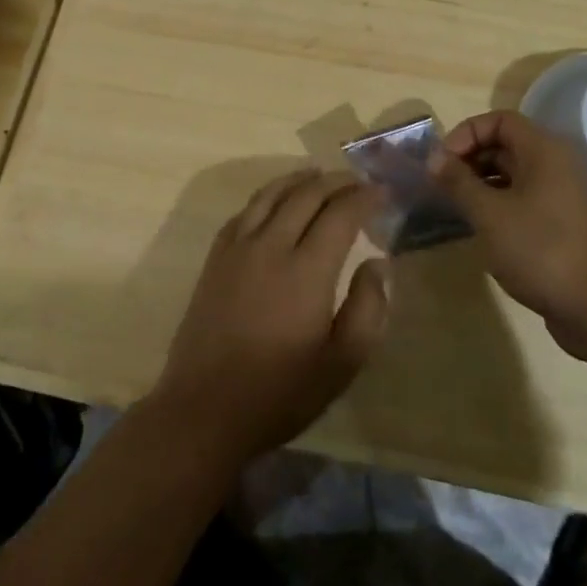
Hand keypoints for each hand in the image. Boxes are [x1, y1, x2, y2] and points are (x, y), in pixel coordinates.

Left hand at [151, 169, 391, 467]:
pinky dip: (266, 196)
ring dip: (299, 180)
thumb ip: (368, 309)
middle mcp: (271, 246)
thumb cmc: (280, 393)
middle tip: (357, 181)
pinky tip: (274, 202)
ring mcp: (237, 249)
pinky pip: (244, 212)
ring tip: (319, 175)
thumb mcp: (342, 364)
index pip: (340, 214)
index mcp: (306, 270)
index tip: (382, 192)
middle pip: (306, 195)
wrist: (205, 409)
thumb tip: (378, 263)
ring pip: (271, 195)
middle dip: (336, 182)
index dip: (363, 197)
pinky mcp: (215, 259)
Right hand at [430, 110, 586, 351]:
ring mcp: (563, 194)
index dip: (466, 133)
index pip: (499, 120)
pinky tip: (481, 226)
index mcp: (544, 151)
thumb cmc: (540, 250)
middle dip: (470, 159)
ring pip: (514, 173)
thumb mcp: (489, 214)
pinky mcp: (564, 221)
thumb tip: (433, 157)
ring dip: (482, 182)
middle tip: (442, 185)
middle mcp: (557, 164)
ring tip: (455, 206)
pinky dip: (499, 202)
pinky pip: (525, 197)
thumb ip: (458, 181)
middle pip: (506, 144)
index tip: (443, 162)